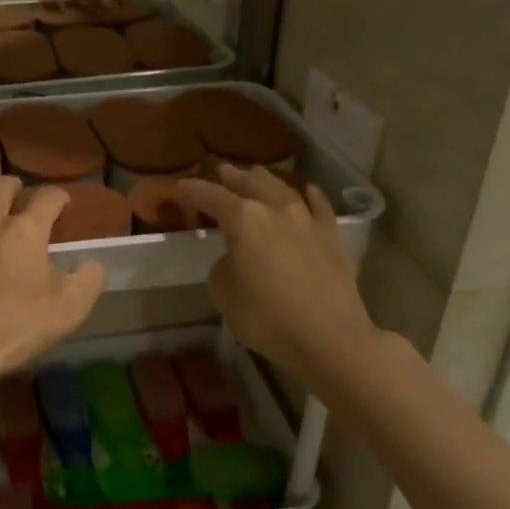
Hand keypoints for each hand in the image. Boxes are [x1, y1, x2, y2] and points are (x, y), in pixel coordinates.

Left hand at [0, 178, 105, 399]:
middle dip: (16, 186)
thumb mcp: (68, 310)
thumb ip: (88, 280)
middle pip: (2, 188)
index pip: (47, 199)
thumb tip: (92, 263)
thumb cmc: (11, 328)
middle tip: (22, 194)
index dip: (60, 197)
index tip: (65, 204)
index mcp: (25, 231)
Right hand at [173, 165, 376, 383]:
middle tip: (220, 171)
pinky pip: (318, 204)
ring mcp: (307, 219)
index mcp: (243, 219)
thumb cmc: (267, 317)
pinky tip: (306, 191)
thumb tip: (235, 256)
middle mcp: (275, 208)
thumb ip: (223, 264)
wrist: (329, 337)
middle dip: (231, 176)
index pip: (210, 195)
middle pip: (249, 182)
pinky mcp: (330, 235)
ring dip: (263, 179)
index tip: (179, 186)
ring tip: (254, 174)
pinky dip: (308, 194)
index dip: (192, 190)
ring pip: (281, 187)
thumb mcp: (224, 292)